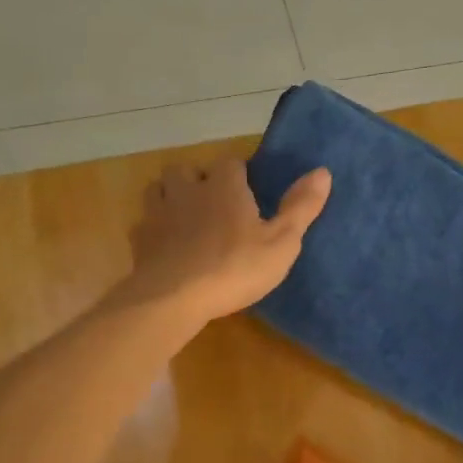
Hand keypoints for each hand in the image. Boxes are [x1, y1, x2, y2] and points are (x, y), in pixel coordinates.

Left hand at [125, 158, 330, 325]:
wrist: (173, 299)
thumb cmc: (234, 267)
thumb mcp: (281, 242)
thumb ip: (300, 207)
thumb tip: (322, 171)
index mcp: (224, 186)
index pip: (231, 163)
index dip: (240, 174)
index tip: (249, 191)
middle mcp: (188, 190)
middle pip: (187, 169)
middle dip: (198, 179)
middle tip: (214, 202)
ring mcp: (158, 214)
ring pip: (158, 189)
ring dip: (170, 196)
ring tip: (185, 217)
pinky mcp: (139, 241)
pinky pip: (143, 224)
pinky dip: (154, 229)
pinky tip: (165, 246)